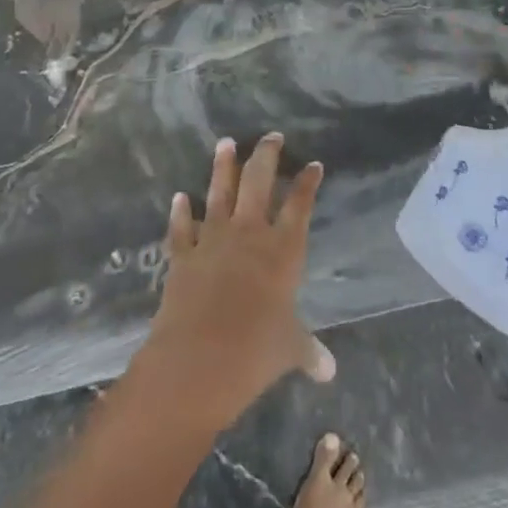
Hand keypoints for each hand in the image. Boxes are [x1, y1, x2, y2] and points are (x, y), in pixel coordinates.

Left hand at [137, 132, 334, 430]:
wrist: (197, 360)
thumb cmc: (255, 352)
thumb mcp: (289, 350)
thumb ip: (308, 351)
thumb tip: (328, 371)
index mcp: (283, 250)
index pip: (299, 205)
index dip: (307, 183)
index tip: (313, 164)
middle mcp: (249, 234)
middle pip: (258, 182)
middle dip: (266, 156)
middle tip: (270, 136)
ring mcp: (212, 239)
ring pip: (220, 192)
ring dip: (223, 166)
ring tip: (225, 142)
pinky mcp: (183, 255)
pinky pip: (182, 227)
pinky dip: (180, 212)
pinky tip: (179, 197)